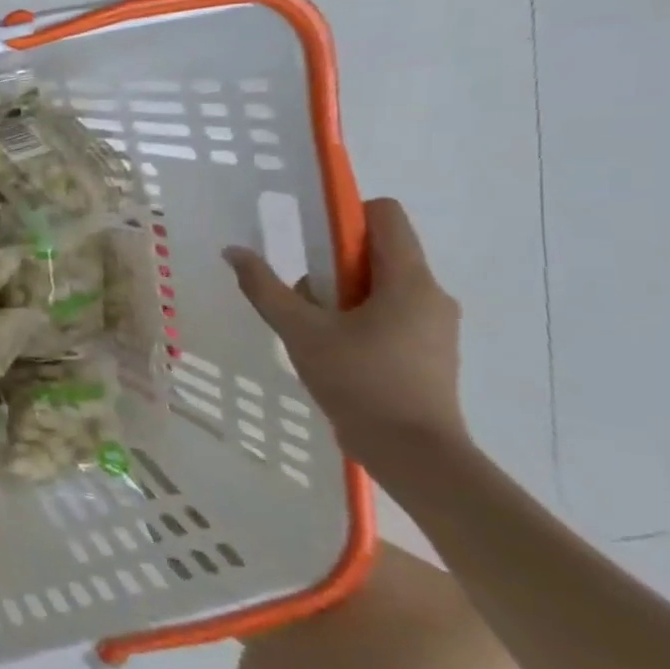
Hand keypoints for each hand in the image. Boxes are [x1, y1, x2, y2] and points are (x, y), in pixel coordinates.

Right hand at [223, 197, 467, 472]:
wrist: (414, 452)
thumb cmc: (360, 382)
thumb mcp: (300, 331)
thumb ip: (265, 288)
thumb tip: (234, 251)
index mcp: (408, 280)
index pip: (385, 215)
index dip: (345, 216)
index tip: (311, 243)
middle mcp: (430, 294)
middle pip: (378, 252)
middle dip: (333, 265)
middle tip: (304, 298)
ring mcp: (435, 324)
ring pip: (380, 286)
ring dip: (342, 296)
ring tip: (314, 332)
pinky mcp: (430, 350)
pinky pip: (390, 313)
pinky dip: (358, 318)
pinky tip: (334, 351)